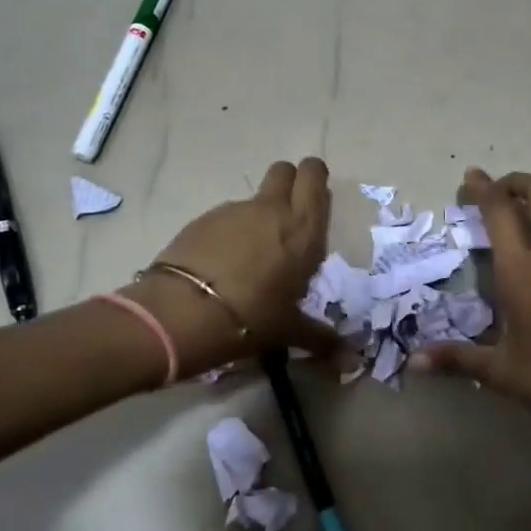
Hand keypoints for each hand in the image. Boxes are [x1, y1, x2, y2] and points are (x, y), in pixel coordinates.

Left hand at [120, 158, 336, 377]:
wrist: (182, 313)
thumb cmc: (251, 317)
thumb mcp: (289, 330)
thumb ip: (320, 337)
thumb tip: (348, 360)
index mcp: (303, 228)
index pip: (314, 175)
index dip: (314, 179)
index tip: (314, 202)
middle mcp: (271, 209)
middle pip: (284, 170)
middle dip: (289, 183)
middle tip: (288, 218)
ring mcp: (233, 210)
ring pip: (254, 198)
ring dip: (258, 216)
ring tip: (251, 257)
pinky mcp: (202, 219)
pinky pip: (225, 217)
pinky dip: (229, 233)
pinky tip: (221, 266)